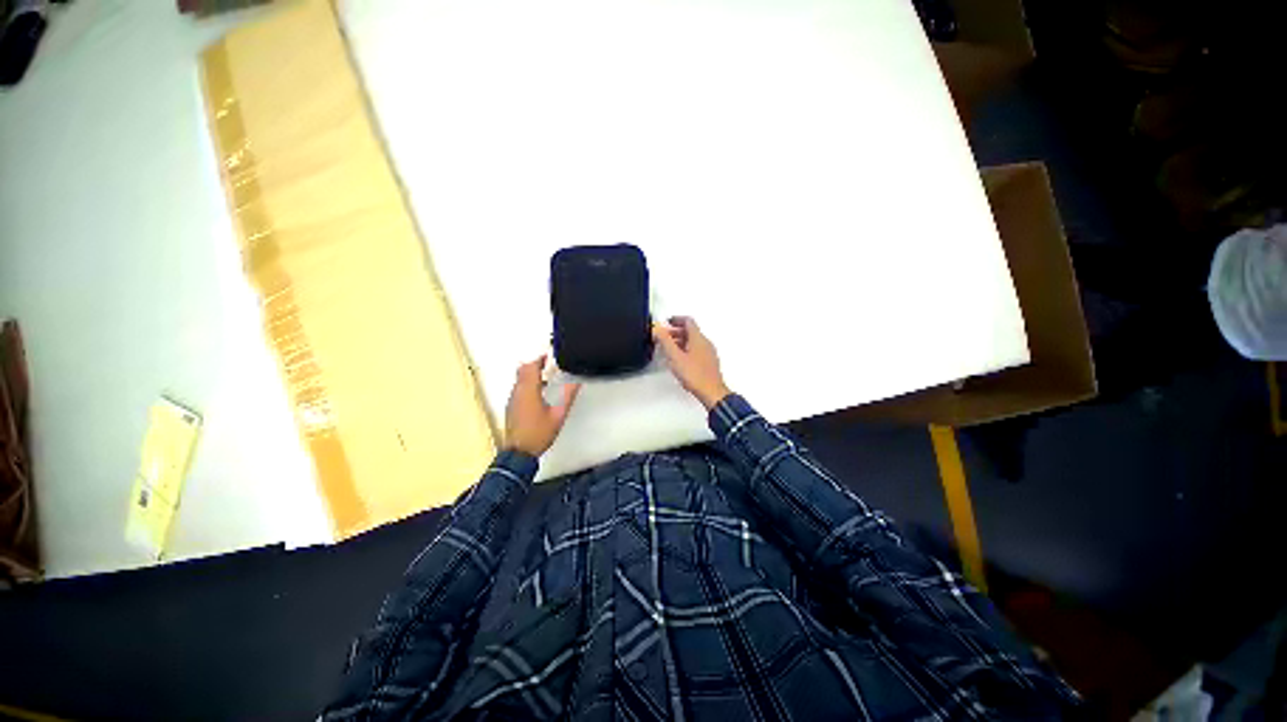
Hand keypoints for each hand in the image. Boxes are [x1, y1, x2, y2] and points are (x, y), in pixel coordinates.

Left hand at [504, 356, 580, 456]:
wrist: (519, 452)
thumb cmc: (539, 434)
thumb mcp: (558, 415)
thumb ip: (568, 397)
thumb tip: (576, 383)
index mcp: (529, 391)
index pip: (531, 367)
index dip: (539, 359)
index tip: (549, 356)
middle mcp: (517, 392)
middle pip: (522, 370)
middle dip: (534, 364)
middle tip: (548, 364)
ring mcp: (512, 400)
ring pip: (519, 379)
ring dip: (530, 374)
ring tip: (546, 377)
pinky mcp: (511, 407)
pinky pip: (517, 388)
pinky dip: (526, 384)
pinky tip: (539, 393)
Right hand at [652, 316, 731, 408]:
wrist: (711, 392)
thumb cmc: (695, 375)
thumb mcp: (675, 357)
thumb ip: (665, 341)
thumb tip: (658, 328)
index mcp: (698, 338)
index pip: (688, 321)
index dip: (676, 319)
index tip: (667, 322)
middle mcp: (705, 343)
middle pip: (690, 331)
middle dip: (676, 332)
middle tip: (664, 337)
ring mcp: (709, 353)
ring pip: (693, 341)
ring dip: (680, 341)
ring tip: (669, 349)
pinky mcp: (709, 363)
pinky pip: (697, 350)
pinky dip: (686, 349)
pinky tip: (679, 360)